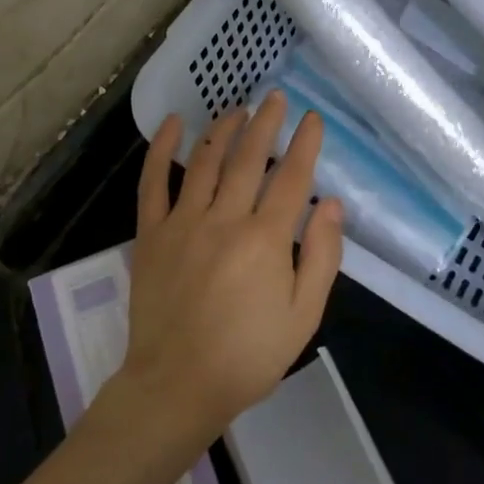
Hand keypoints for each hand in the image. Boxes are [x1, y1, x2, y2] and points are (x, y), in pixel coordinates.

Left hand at [116, 94, 343, 443]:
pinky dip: (161, 149)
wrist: (177, 386)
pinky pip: (153, 183)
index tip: (313, 118)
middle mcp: (225, 219)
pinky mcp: (151, 234)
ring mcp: (183, 223)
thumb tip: (332, 203)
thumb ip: (322, 256)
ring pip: (205, 161)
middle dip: (265, 123)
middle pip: (248, 158)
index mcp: (266, 239)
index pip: (291, 177)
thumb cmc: (248, 356)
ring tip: (238, 108)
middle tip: (276, 97)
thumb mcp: (304, 315)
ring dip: (223, 128)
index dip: (304, 144)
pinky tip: (173, 123)